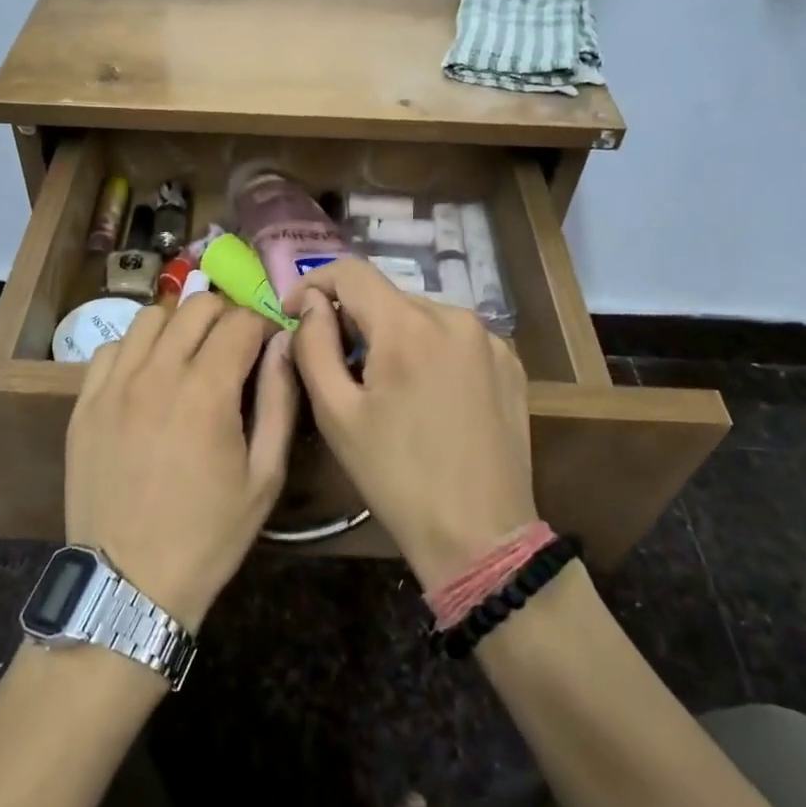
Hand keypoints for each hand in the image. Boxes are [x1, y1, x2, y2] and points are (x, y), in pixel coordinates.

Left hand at [65, 295, 298, 629]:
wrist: (129, 583)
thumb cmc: (208, 535)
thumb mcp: (265, 476)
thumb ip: (279, 400)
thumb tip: (283, 344)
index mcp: (207, 391)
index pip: (241, 321)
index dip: (264, 326)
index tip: (269, 346)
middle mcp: (156, 374)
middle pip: (196, 306)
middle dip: (226, 316)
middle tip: (234, 348)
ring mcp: (114, 386)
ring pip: (151, 317)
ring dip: (180, 326)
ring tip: (190, 357)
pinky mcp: (85, 403)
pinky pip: (111, 348)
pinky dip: (136, 349)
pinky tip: (147, 378)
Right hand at [284, 260, 535, 589]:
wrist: (481, 535)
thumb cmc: (396, 477)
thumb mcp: (336, 414)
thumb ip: (314, 345)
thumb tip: (311, 302)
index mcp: (408, 326)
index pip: (351, 271)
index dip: (314, 283)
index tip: (295, 312)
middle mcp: (455, 317)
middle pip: (387, 296)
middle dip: (354, 319)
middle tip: (336, 365)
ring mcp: (490, 339)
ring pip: (421, 317)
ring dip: (392, 336)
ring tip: (383, 387)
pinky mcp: (510, 363)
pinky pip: (454, 338)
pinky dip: (429, 351)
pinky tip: (426, 396)